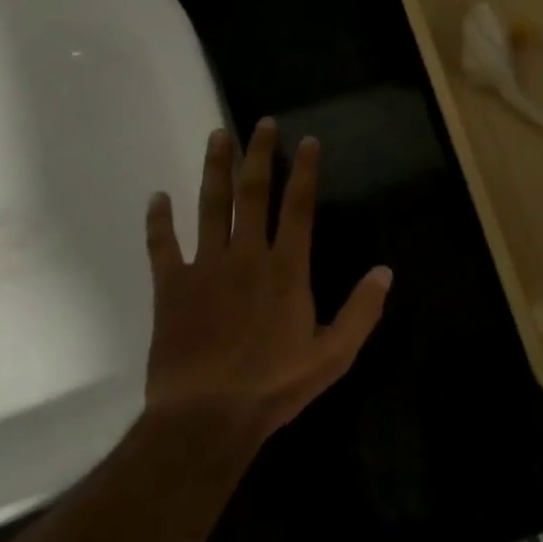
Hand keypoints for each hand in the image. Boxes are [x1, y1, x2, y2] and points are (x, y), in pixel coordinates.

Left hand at [142, 119, 390, 448]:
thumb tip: (385, 271)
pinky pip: (162, 246)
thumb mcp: (334, 355)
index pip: (299, 206)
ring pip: (210, 207)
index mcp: (286, 268)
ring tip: (217, 137)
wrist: (206, 418)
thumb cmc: (274, 385)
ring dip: (215, 170)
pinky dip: (158, 221)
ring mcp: (205, 267)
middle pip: (253, 194)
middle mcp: (247, 255)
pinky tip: (157, 197)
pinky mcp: (171, 287)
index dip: (304, 171)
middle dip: (260, 155)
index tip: (306, 140)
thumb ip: (362, 311)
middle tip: (262, 123)